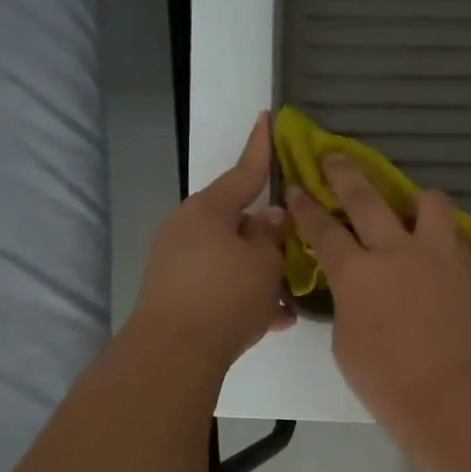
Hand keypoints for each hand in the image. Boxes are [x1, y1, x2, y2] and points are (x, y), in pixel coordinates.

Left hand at [132, 113, 295, 370]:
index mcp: (208, 211)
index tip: (268, 117)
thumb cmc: (226, 296)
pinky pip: (219, 285)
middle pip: (237, 222)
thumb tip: (270, 218)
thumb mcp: (264, 263)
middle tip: (296, 248)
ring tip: (289, 297)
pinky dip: (244, 296)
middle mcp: (187, 230)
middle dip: (267, 237)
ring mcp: (176, 263)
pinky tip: (273, 319)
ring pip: (231, 259)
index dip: (261, 148)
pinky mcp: (175, 294)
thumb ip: (271, 236)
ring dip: (260, 273)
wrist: (173, 354)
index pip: (243, 172)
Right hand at [286, 155, 470, 432]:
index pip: (324, 229)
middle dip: (345, 173)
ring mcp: (437, 256)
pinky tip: (435, 254)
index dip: (307, 207)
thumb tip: (355, 289)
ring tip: (410, 209)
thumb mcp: (345, 341)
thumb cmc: (385, 379)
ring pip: (429, 202)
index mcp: (357, 272)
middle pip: (367, 198)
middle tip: (335, 158)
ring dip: (414, 199)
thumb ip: (347, 303)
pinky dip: (440, 238)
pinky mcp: (468, 269)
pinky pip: (453, 237)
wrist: (449, 392)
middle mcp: (396, 251)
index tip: (298, 188)